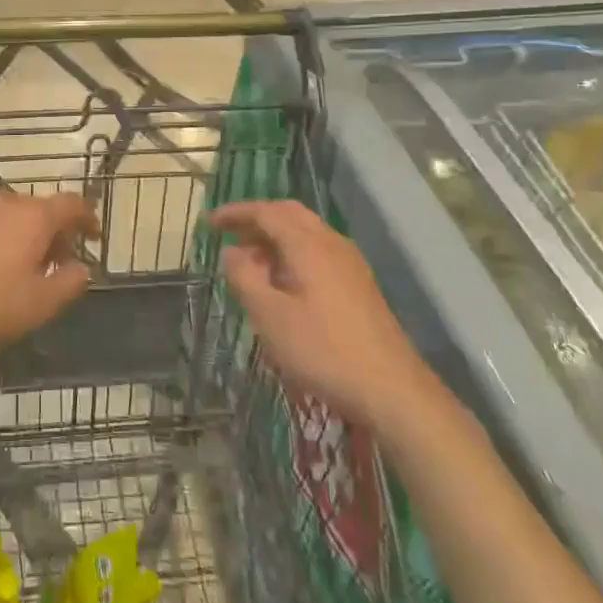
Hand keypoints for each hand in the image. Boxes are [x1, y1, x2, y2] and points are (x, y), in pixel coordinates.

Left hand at [0, 190, 98, 353]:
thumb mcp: (38, 304)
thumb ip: (69, 283)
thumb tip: (82, 268)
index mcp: (33, 217)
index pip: (72, 204)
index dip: (88, 217)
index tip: (94, 235)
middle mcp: (5, 203)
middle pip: (41, 209)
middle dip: (57, 233)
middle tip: (61, 264)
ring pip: (13, 217)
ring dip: (27, 237)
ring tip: (26, 270)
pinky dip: (1, 239)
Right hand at [209, 200, 433, 430]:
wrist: (392, 390)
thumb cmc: (323, 351)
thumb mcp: (270, 317)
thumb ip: (245, 278)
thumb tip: (231, 252)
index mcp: (309, 245)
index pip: (267, 212)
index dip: (236, 213)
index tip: (210, 222)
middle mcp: (332, 244)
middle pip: (290, 214)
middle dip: (257, 219)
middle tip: (229, 235)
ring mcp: (350, 264)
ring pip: (306, 232)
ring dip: (275, 237)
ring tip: (250, 262)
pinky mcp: (359, 285)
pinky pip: (318, 251)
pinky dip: (293, 253)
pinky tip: (283, 282)